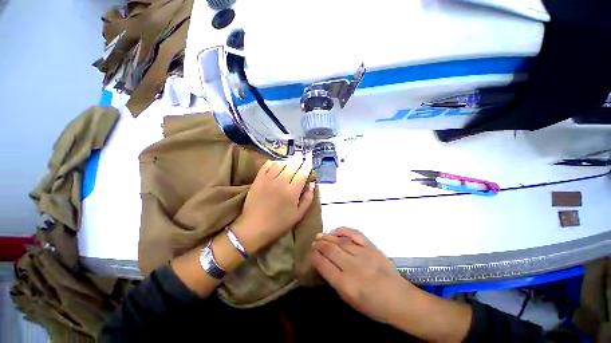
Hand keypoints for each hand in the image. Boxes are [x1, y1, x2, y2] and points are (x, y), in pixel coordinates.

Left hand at [232, 159, 315, 252]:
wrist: (254, 227)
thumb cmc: (279, 223)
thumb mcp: (298, 214)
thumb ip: (308, 198)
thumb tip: (312, 184)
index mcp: (292, 191)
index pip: (302, 173)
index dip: (307, 167)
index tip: (309, 164)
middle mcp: (281, 182)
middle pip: (292, 166)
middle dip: (299, 162)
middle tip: (301, 162)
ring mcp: (268, 179)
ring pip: (280, 164)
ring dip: (287, 162)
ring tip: (290, 163)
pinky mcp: (258, 179)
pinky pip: (266, 166)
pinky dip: (272, 162)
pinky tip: (275, 164)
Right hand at [312, 227, 415, 323]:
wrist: (399, 299)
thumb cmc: (373, 306)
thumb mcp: (349, 300)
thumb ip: (335, 281)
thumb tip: (324, 264)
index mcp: (345, 284)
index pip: (323, 265)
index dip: (315, 257)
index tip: (312, 253)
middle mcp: (352, 266)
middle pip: (330, 250)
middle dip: (319, 245)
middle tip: (314, 243)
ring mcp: (362, 254)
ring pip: (340, 241)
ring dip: (327, 237)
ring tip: (320, 236)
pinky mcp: (371, 247)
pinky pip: (354, 234)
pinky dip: (343, 230)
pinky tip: (335, 231)